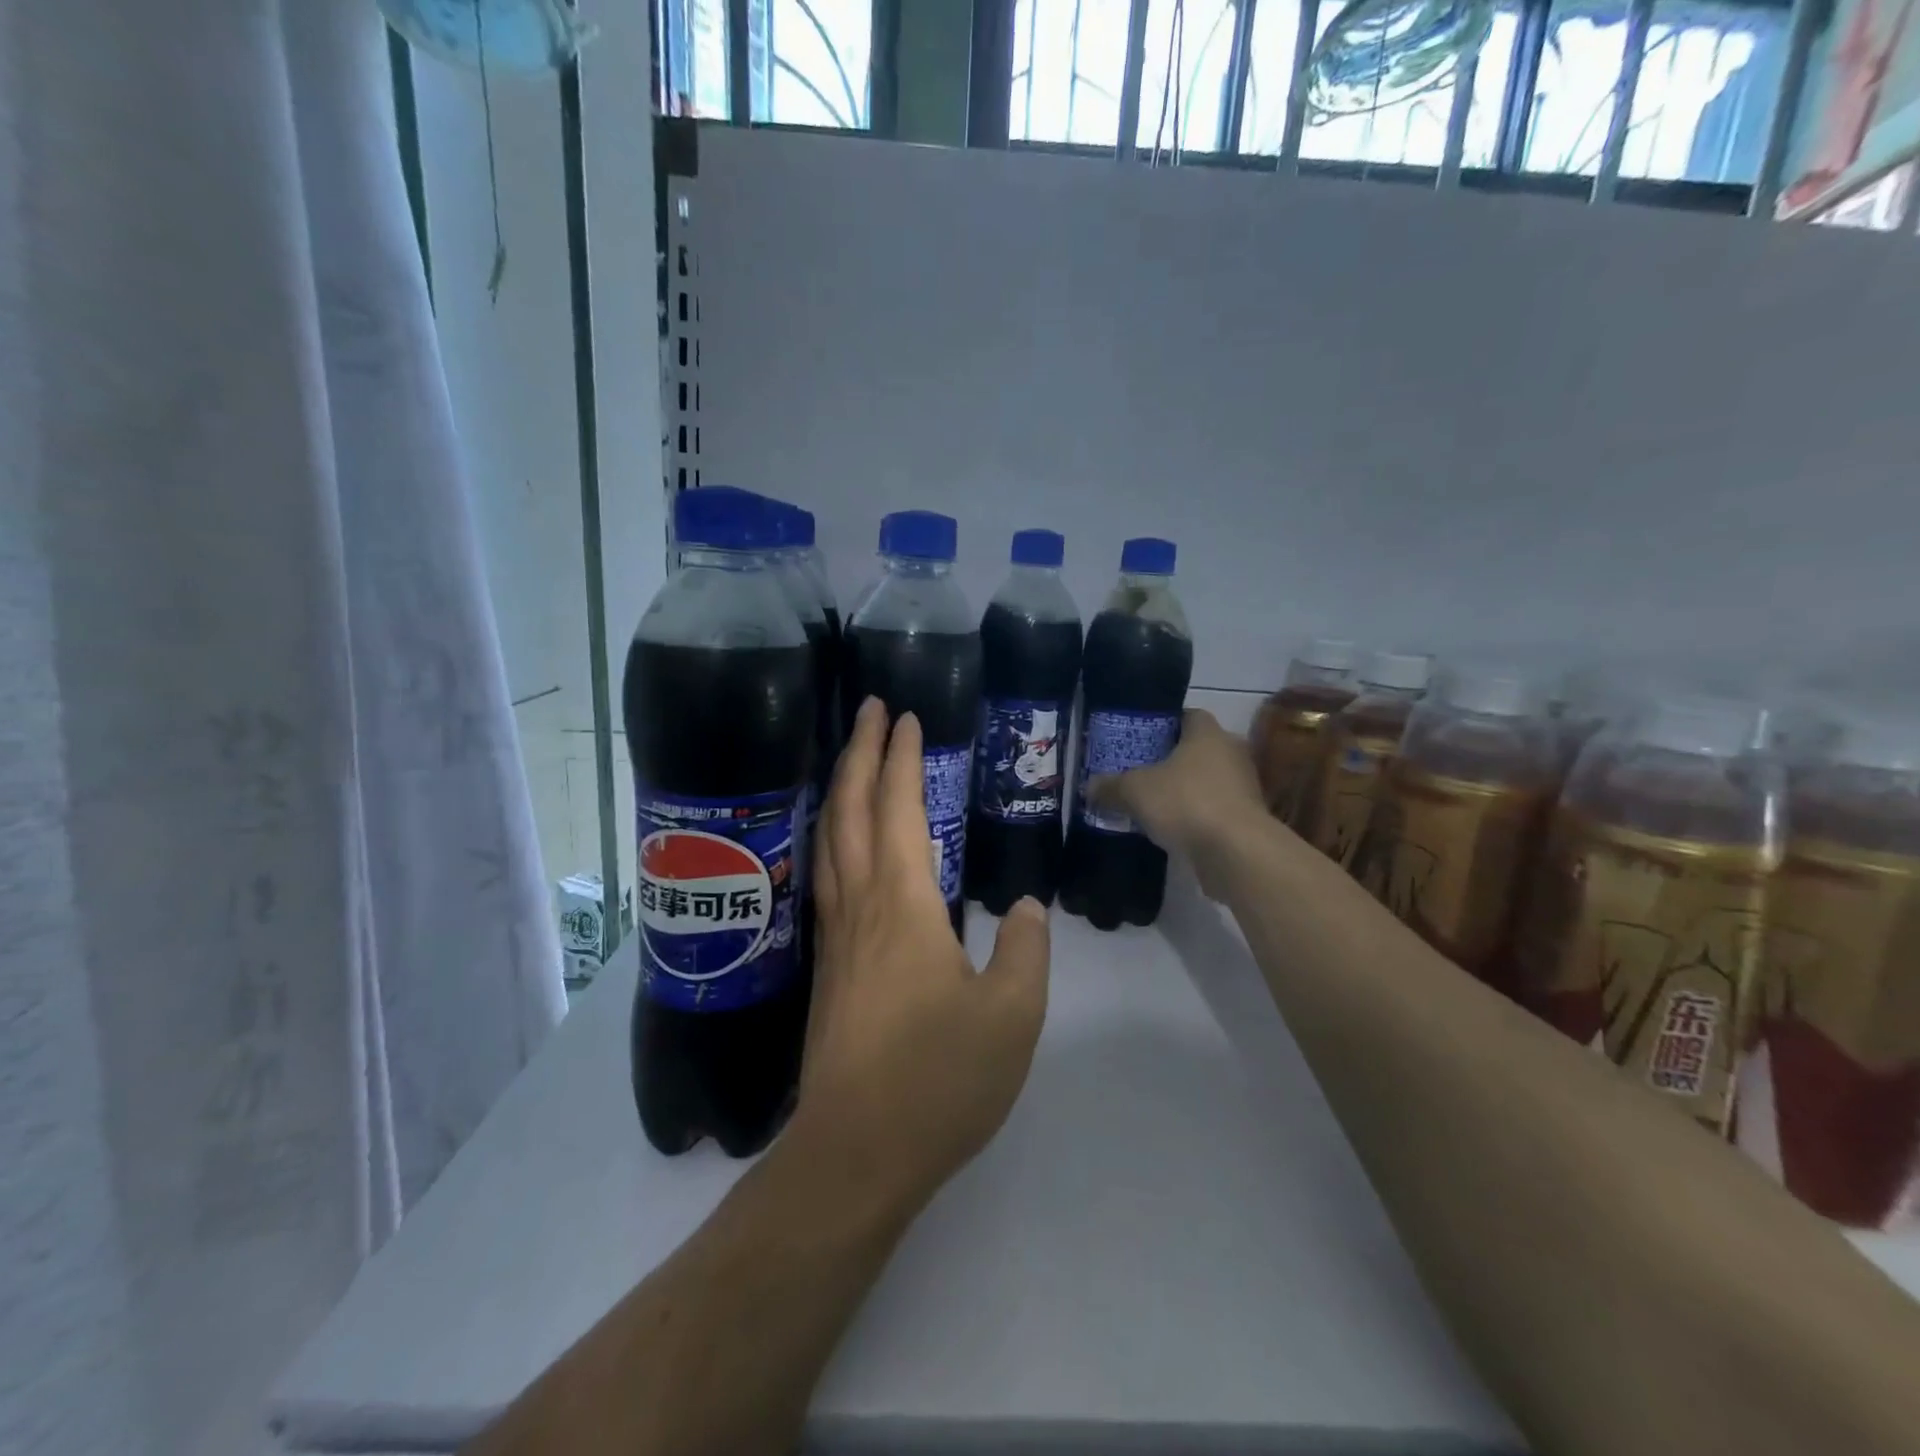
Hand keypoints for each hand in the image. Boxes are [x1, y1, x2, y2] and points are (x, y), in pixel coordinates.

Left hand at [793, 698, 1050, 1218]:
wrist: (856, 1153)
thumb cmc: (938, 1079)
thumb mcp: (1012, 1015)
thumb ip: (1026, 949)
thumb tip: (1025, 905)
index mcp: (903, 904)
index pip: (899, 808)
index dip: (902, 758)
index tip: (907, 717)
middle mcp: (859, 905)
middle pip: (850, 809)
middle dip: (860, 752)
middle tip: (872, 711)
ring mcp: (835, 936)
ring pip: (829, 840)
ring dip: (840, 789)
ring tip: (852, 759)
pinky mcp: (828, 967)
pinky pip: (826, 876)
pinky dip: (832, 837)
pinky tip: (840, 845)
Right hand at [1088, 709, 1268, 896]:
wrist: (1236, 851)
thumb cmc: (1185, 802)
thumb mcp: (1134, 791)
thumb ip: (1111, 786)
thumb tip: (1088, 787)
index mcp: (1207, 734)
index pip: (1189, 715)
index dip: (1165, 723)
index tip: (1142, 738)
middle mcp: (1231, 753)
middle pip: (1198, 749)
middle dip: (1172, 759)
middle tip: (1142, 771)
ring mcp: (1244, 787)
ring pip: (1207, 780)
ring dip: (1185, 790)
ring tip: (1153, 802)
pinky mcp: (1247, 819)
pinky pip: (1215, 809)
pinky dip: (1196, 815)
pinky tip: (1172, 828)